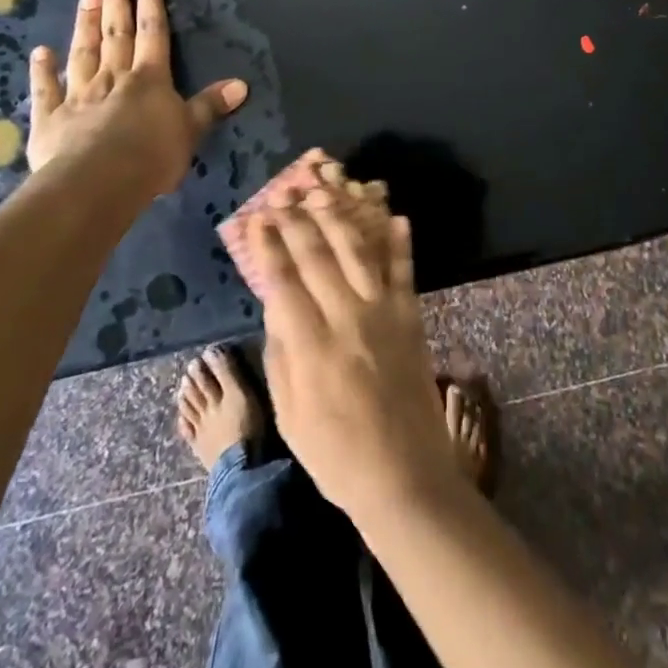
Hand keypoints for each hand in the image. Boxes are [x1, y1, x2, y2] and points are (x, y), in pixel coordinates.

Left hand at [26, 0, 247, 194]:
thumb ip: (210, 106)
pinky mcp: (50, 119)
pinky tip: (40, 52)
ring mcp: (78, 96)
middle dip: (117, 0)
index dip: (151, 2)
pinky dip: (43, 70)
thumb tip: (242, 84)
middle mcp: (113, 78)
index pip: (153, 32)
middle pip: (116, 33)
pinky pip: (46, 89)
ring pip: (83, 53)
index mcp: (149, 79)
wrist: (97, 182)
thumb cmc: (151, 156)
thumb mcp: (191, 131)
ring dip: (85, 25)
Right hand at [246, 187, 452, 523]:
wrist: (404, 476)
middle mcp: (347, 318)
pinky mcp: (411, 317)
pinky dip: (400, 242)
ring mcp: (383, 314)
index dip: (268, 245)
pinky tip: (395, 215)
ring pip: (359, 252)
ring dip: (340, 217)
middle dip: (297, 220)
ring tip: (324, 191)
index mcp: (311, 346)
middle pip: (317, 256)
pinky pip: (405, 271)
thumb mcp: (289, 414)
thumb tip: (275, 307)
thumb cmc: (335, 454)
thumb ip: (281, 355)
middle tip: (283, 192)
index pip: (283, 281)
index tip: (256, 218)